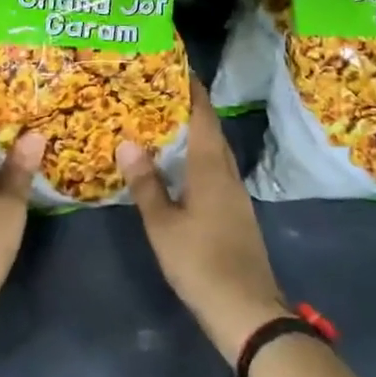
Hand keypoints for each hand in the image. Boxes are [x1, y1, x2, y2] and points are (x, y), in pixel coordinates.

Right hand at [116, 80, 289, 364]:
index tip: (177, 66)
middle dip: (191, 108)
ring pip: (214, 152)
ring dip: (194, 133)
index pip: (203, 116)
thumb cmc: (201, 262)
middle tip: (160, 92)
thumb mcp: (163, 225)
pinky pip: (215, 171)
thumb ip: (146, 184)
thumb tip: (128, 142)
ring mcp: (235, 195)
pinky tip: (180, 168)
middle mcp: (227, 173)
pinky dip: (197, 158)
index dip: (192, 89)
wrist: (247, 310)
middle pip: (211, 131)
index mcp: (210, 168)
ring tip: (165, 123)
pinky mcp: (235, 213)